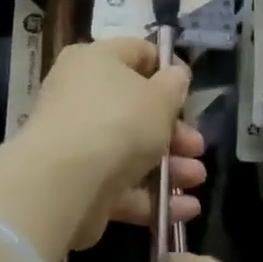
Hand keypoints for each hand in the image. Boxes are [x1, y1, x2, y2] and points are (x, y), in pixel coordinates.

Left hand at [0, 39, 203, 260]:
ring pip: (131, 150)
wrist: (65, 182)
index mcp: (95, 61)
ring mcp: (77, 141)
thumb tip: (174, 75)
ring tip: (196, 180)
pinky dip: (152, 196)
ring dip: (170, 166)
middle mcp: (80, 96)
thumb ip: (173, 85)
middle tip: (197, 146)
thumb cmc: (118, 122)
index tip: (190, 91)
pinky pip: (121, 185)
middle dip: (174, 131)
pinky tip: (186, 209)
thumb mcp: (160, 97)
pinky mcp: (78, 183)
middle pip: (136, 108)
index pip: (136, 53)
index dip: (167, 69)